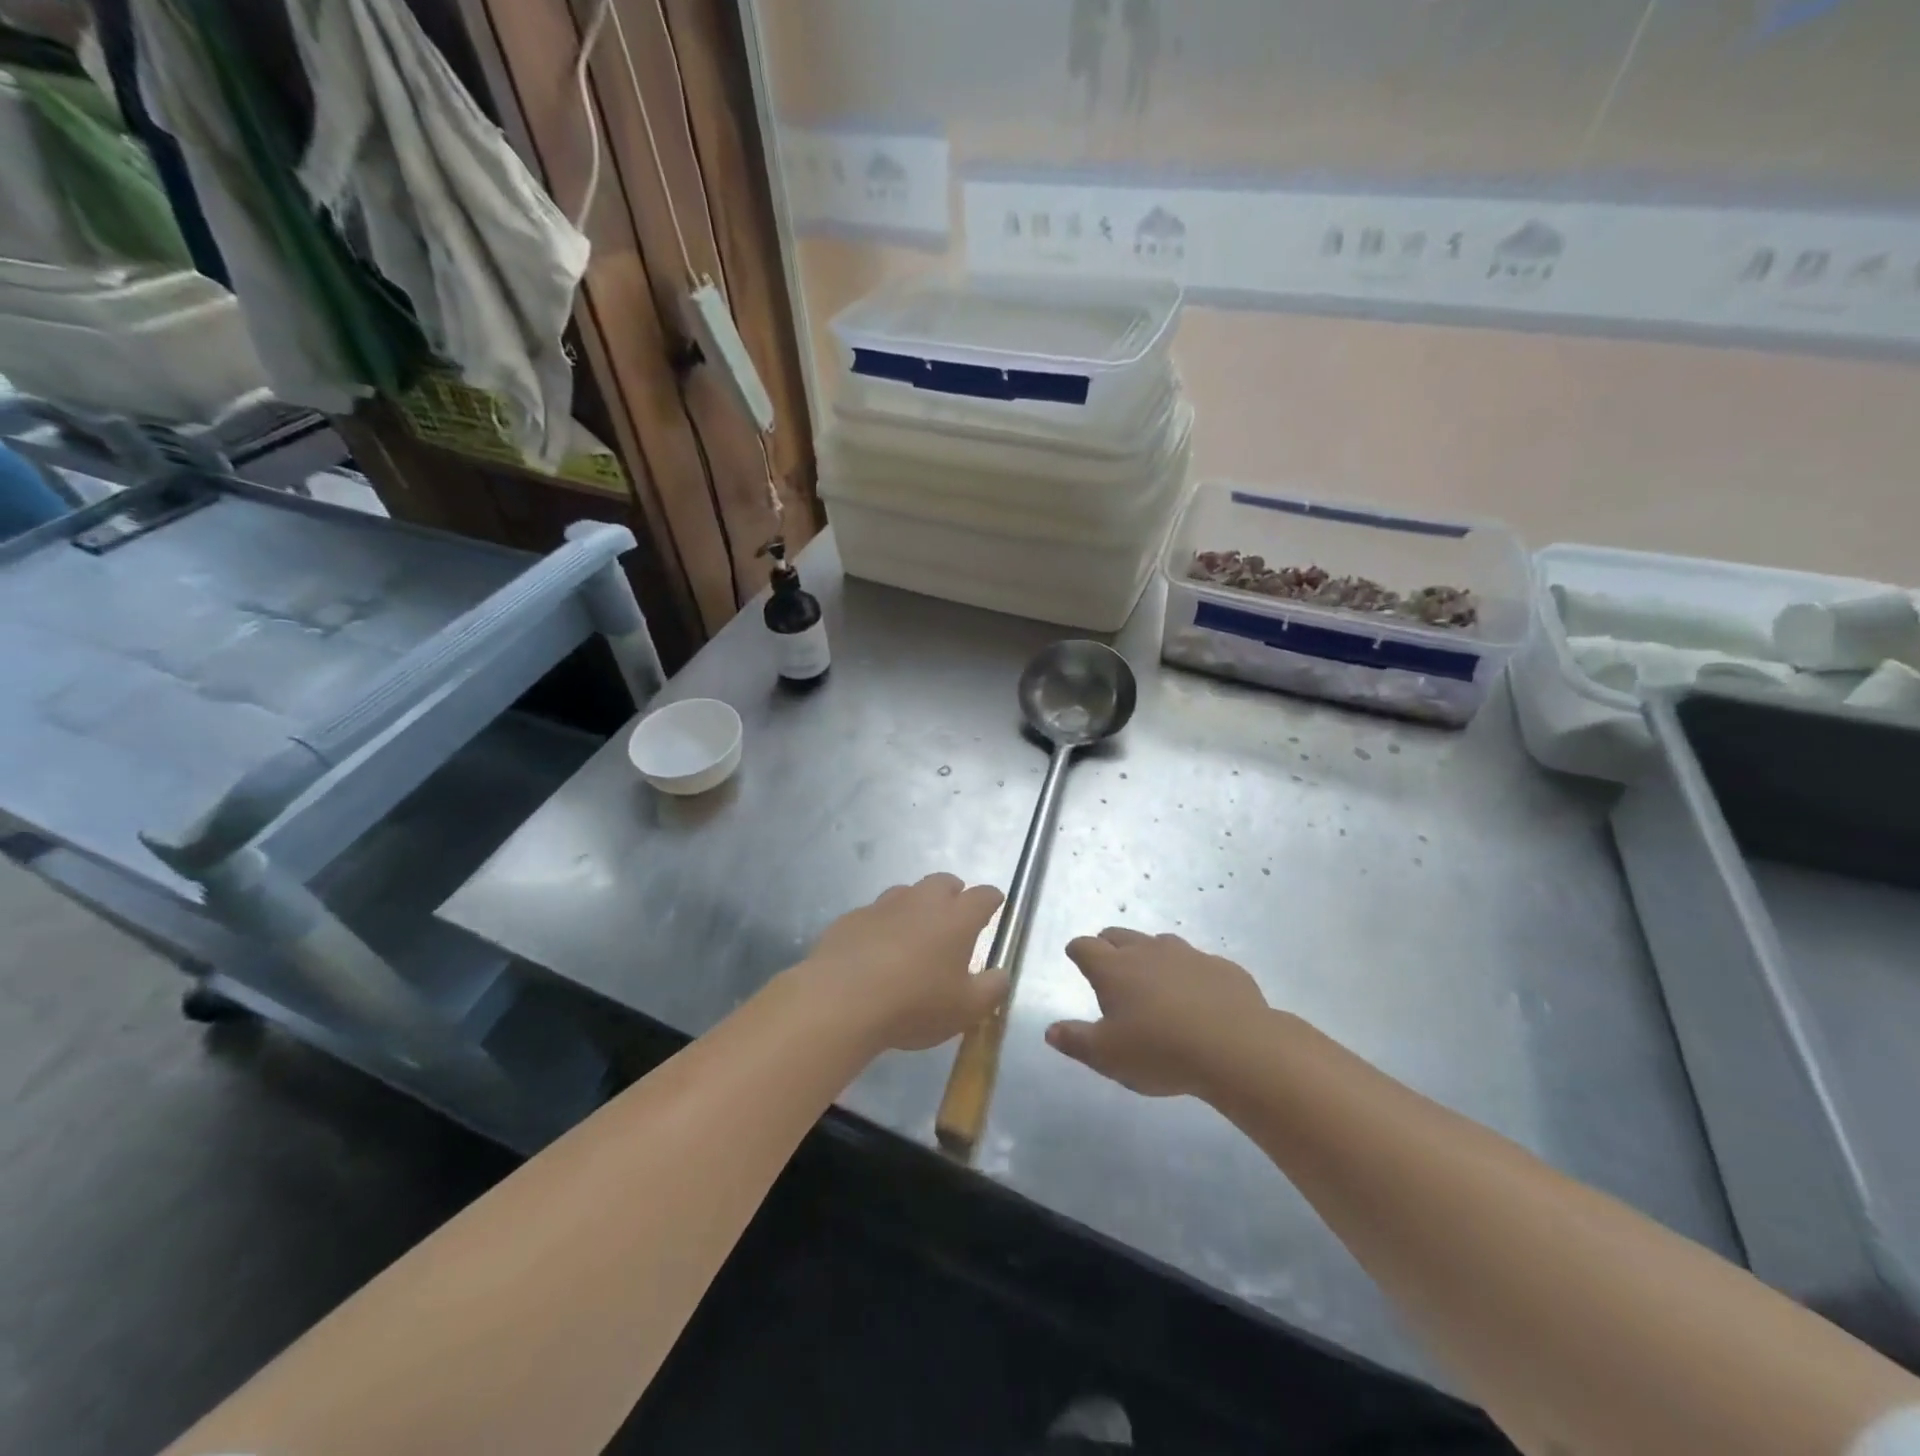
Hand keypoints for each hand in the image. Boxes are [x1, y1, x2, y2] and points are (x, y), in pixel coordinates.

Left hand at [801, 874, 1007, 1052]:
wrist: (841, 1001)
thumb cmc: (914, 1004)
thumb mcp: (966, 1010)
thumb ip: (991, 990)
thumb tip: (1001, 974)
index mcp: (956, 918)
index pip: (984, 896)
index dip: (992, 900)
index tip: (995, 906)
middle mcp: (921, 901)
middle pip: (943, 882)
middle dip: (954, 893)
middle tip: (954, 916)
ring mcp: (883, 905)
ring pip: (906, 893)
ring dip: (916, 906)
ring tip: (914, 934)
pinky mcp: (851, 918)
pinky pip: (874, 914)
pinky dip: (882, 925)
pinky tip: (875, 950)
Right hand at [1047, 928, 1269, 1096]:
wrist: (1237, 1048)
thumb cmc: (1160, 1052)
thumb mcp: (1108, 1056)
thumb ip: (1076, 1041)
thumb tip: (1050, 1030)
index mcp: (1114, 968)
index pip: (1085, 947)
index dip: (1077, 951)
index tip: (1075, 957)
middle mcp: (1147, 951)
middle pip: (1119, 935)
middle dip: (1109, 945)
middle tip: (1109, 964)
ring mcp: (1187, 955)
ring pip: (1160, 943)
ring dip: (1150, 955)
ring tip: (1153, 979)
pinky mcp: (1221, 967)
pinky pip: (1198, 962)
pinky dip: (1189, 973)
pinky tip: (1198, 996)